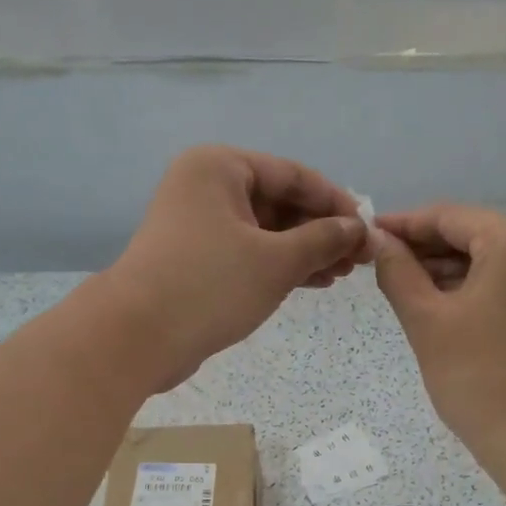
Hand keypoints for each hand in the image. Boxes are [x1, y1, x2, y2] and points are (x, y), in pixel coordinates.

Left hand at [103, 145, 368, 390]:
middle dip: (322, 230)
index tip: (368, 229)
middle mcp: (207, 186)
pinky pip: (250, 251)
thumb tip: (357, 228)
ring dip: (306, 250)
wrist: (137, 337)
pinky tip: (314, 282)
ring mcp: (199, 223)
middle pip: (280, 201)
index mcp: (220, 167)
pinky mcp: (197, 257)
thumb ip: (323, 239)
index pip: (293, 175)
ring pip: (266, 230)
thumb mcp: (277, 261)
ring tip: (342, 274)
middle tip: (358, 259)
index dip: (336, 202)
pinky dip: (281, 264)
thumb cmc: (210, 285)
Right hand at [372, 205, 505, 461]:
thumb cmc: (479, 379)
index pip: (450, 216)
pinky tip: (448, 301)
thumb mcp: (427, 320)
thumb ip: (397, 270)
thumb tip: (378, 239)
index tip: (368, 234)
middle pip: (477, 232)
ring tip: (409, 286)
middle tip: (383, 264)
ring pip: (497, 256)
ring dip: (453, 267)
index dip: (405, 224)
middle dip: (429, 247)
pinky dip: (482, 284)